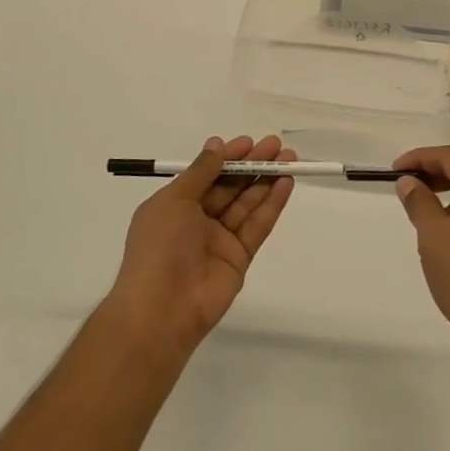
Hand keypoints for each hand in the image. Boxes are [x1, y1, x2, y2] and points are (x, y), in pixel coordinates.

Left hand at [105, 135, 294, 359]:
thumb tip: (216, 145)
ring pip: (247, 203)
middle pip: (230, 186)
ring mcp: (219, 240)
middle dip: (252, 164)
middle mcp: (197, 220)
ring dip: (267, 179)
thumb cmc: (159, 246)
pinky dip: (272, 205)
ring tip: (289, 159)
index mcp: (175, 205)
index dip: (227, 157)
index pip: (206, 174)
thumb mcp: (174, 201)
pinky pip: (257, 226)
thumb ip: (201, 172)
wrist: (162, 308)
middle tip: (276, 145)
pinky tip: (286, 184)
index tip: (249, 142)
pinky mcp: (240, 258)